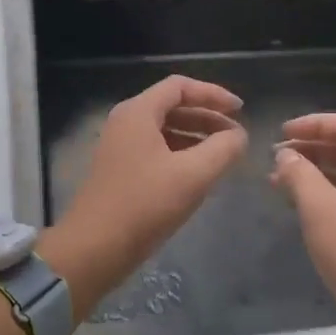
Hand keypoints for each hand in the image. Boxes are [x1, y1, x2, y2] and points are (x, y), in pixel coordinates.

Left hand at [39, 75, 246, 319]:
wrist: (94, 248)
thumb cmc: (145, 205)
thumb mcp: (193, 175)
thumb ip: (223, 149)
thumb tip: (238, 135)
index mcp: (138, 112)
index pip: (180, 86)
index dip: (214, 94)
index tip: (241, 111)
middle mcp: (125, 122)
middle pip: (172, 106)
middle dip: (207, 116)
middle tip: (236, 134)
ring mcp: (119, 147)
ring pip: (164, 129)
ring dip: (196, 136)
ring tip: (224, 154)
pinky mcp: (119, 170)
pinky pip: (156, 150)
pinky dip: (181, 154)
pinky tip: (199, 175)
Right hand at [270, 113, 335, 334]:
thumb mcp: (321, 209)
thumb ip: (300, 174)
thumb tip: (285, 154)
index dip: (316, 122)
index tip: (283, 132)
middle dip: (311, 146)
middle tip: (275, 156)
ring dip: (313, 170)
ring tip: (277, 180)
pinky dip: (322, 193)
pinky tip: (296, 205)